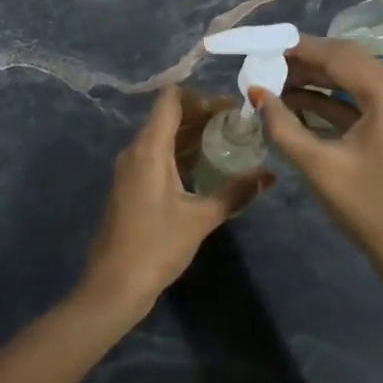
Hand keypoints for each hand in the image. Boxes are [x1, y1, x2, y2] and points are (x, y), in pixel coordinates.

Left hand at [78, 86, 272, 320]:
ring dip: (193, 134)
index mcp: (149, 149)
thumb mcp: (201, 219)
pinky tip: (206, 165)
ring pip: (163, 136)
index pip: (171, 99)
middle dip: (203, 115)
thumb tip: (269, 175)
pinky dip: (181, 152)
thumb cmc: (156, 247)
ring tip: (229, 141)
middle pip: (169, 115)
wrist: (114, 286)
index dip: (202, 97)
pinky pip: (157, 155)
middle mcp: (136, 150)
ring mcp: (130, 168)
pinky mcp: (131, 185)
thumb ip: (235, 193)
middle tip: (238, 124)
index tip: (231, 108)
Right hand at [253, 35, 382, 285]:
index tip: (266, 44)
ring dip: (319, 81)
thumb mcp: (319, 166)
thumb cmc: (369, 209)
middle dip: (308, 62)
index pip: (340, 55)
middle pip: (350, 62)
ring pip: (356, 81)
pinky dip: (334, 101)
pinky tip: (299, 104)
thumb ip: (283, 125)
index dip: (300, 48)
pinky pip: (364, 102)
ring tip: (277, 83)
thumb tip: (256, 93)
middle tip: (268, 64)